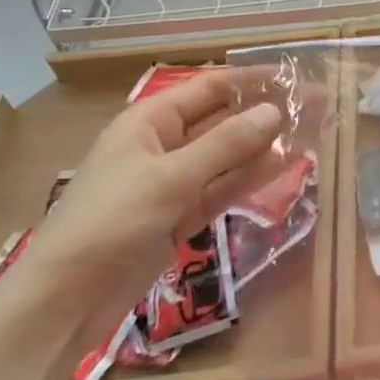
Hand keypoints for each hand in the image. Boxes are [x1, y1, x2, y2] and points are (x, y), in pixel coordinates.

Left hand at [4, 70, 283, 352]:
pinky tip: (285, 166)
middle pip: (222, 120)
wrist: (63, 303)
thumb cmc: (109, 223)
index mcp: (150, 122)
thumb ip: (226, 145)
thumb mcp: (170, 179)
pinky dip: (250, 177)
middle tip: (315, 107)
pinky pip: (222, 188)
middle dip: (265, 112)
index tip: (294, 75)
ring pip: (227, 156)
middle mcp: (163, 145)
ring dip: (264, 145)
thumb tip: (275, 111)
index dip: (251, 80)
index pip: (210, 88)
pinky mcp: (179, 217)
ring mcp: (173, 183)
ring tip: (311, 132)